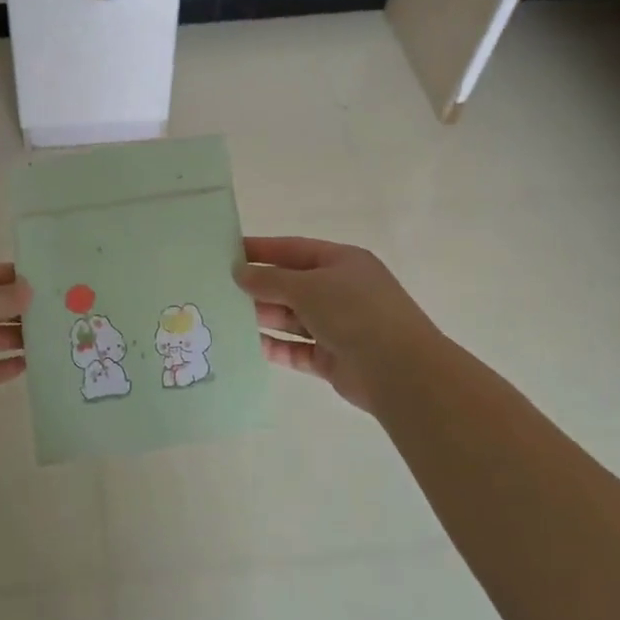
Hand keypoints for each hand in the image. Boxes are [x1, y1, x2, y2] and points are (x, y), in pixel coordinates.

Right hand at [234, 237, 438, 414]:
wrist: (399, 371)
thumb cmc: (354, 312)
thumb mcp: (307, 286)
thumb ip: (269, 279)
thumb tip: (239, 272)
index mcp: (342, 262)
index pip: (294, 249)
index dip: (261, 249)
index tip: (228, 252)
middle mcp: (341, 291)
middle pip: (291, 284)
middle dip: (259, 287)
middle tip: (219, 289)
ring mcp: (338, 326)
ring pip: (292, 318)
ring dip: (263, 317)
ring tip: (226, 317)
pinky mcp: (333, 358)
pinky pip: (297, 349)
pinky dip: (276, 347)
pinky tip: (248, 346)